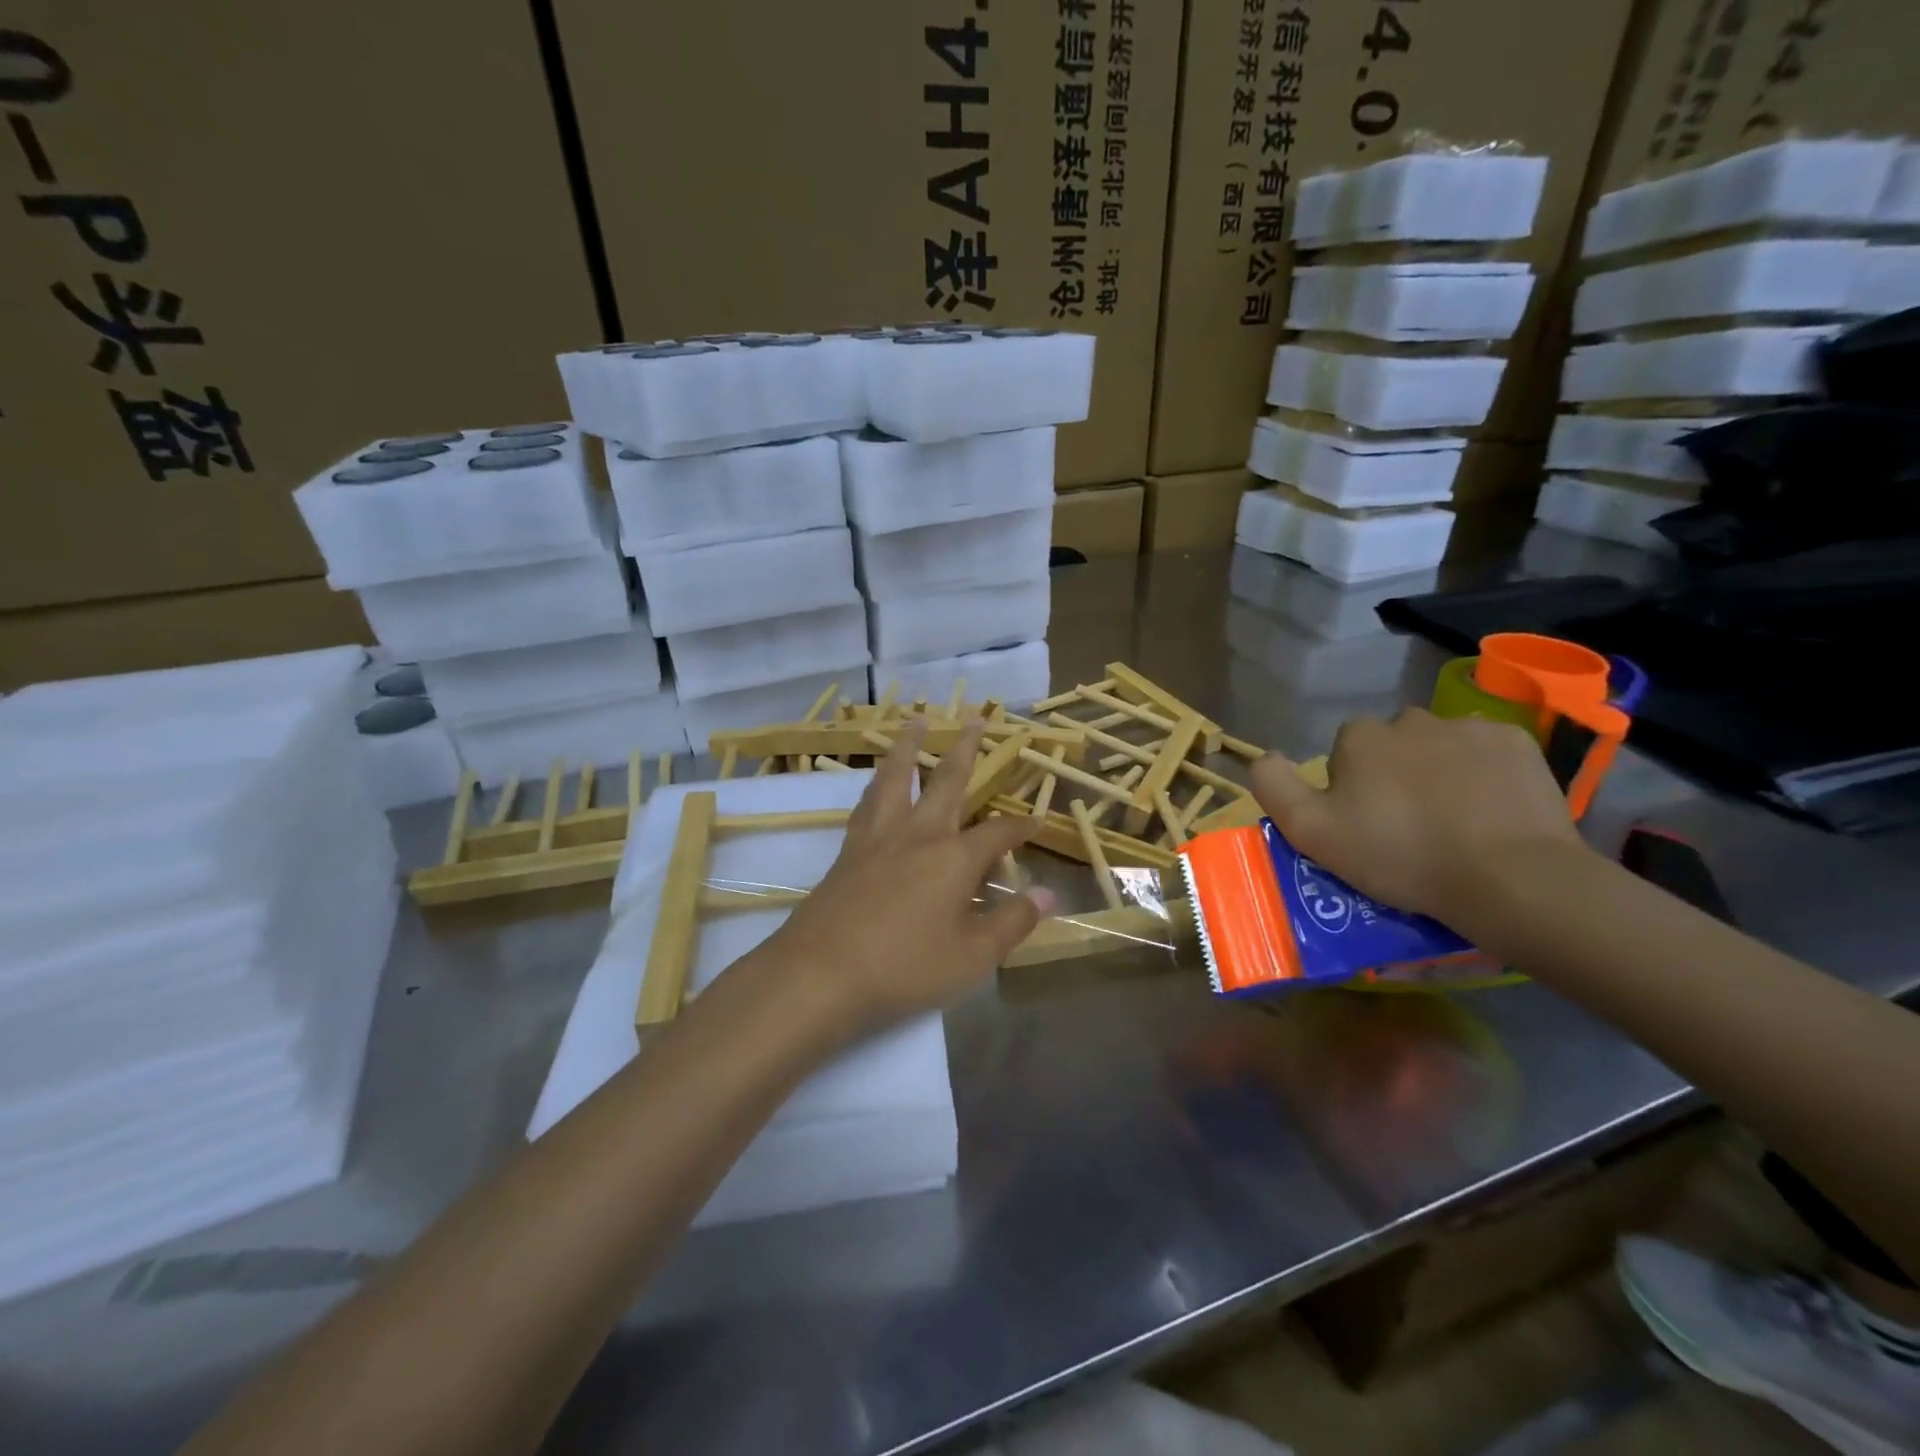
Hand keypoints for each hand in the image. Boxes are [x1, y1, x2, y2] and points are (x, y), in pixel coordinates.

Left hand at [759, 722, 1056, 1039]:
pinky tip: (877, 783)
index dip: (1020, 827)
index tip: (1035, 820)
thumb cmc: (905, 966)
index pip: (998, 833)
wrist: (822, 972)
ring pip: (897, 777)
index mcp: (955, 857)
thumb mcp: (972, 956)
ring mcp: (879, 837)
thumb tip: (1049, 894)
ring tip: (916, 721)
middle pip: (947, 780)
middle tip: (975, 718)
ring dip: (910, 746)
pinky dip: (878, 783)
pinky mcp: (849, 849)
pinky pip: (868, 801)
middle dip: (966, 749)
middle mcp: (919, 834)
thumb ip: (1013, 922)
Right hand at [1250, 707, 1589, 925]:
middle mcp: (1409, 719)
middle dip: (1394, 776)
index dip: (1350, 792)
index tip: (1366, 828)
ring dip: (1439, 772)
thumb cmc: (1400, 855)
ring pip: (1439, 747)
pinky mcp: (1517, 742)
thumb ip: (1274, 786)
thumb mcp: (1312, 832)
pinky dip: (1484, 774)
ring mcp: (1468, 726)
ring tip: (1454, 822)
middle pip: (1391, 747)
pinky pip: (1487, 752)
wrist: (1509, 877)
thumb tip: (1263, 756)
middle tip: (1410, 828)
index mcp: (1359, 737)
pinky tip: (1490, 811)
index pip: (1343, 755)